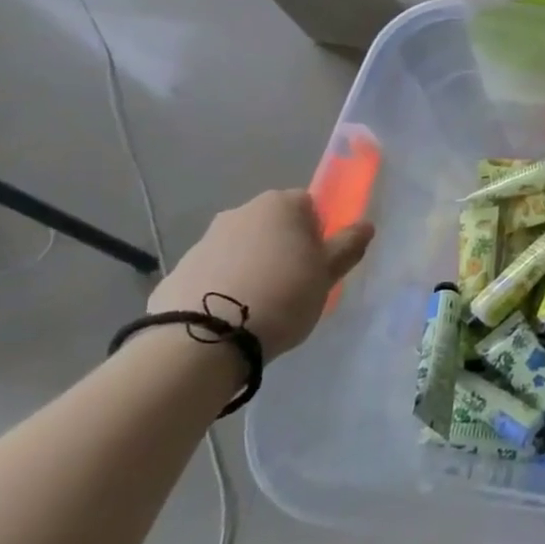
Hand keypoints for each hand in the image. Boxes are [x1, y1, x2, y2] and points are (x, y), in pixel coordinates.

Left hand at [149, 190, 372, 359]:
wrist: (204, 338)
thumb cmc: (283, 295)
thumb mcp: (327, 275)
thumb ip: (347, 247)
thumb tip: (365, 225)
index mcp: (280, 205)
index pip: (309, 205)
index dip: (318, 233)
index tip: (317, 263)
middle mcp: (240, 212)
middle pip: (273, 225)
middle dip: (283, 247)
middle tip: (293, 284)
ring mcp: (205, 240)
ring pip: (242, 248)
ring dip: (253, 266)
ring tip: (259, 305)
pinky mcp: (179, 271)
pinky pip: (214, 273)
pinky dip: (224, 286)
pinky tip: (229, 316)